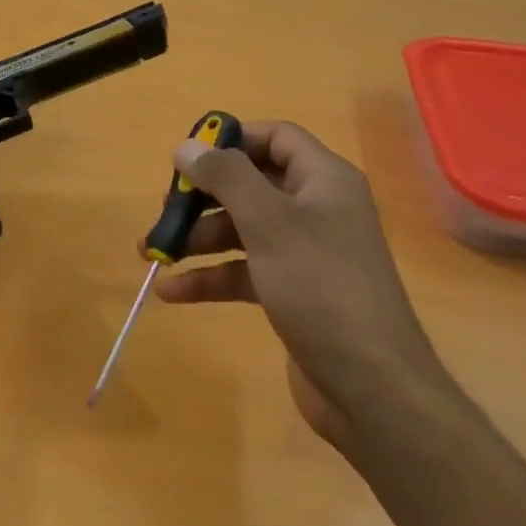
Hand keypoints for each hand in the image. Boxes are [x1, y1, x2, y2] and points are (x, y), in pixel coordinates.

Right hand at [150, 120, 449, 451]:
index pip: (276, 138)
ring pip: (241, 229)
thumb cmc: (320, 287)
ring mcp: (304, 253)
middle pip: (250, 185)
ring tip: (153, 253)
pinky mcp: (292, 291)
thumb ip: (226, 178)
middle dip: (203, 196)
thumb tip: (187, 146)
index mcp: (323, 181)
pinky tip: (173, 291)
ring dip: (197, 239)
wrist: (372, 388)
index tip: (188, 157)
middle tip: (165, 208)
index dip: (232, 140)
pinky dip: (210, 276)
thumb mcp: (268, 223)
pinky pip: (243, 270)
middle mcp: (316, 210)